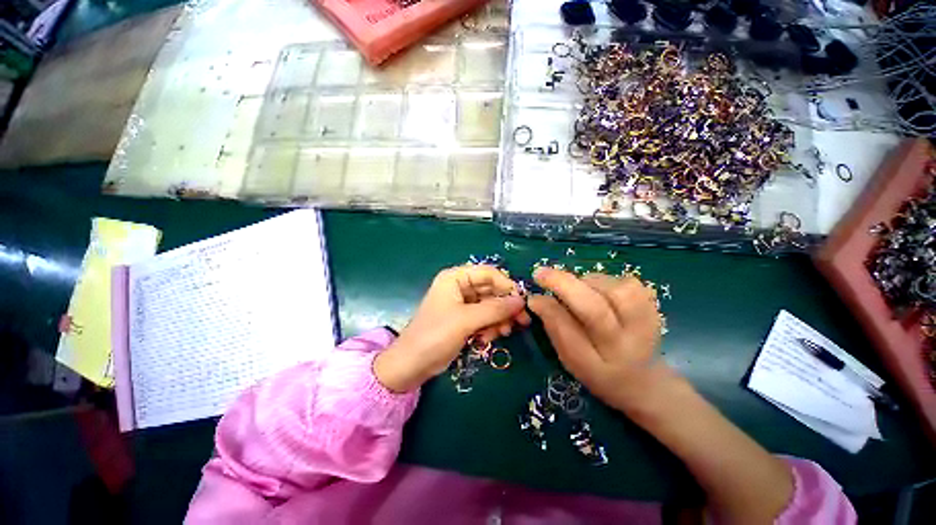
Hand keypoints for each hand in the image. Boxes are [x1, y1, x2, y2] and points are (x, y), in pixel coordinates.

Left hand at [374, 265, 530, 391]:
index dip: (506, 285)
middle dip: (505, 306)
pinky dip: (490, 327)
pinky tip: (487, 339)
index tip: (522, 302)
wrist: (412, 365)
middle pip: (491, 290)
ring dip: (499, 319)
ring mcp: (462, 304)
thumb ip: (495, 309)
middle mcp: (460, 287)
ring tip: (502, 333)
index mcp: (456, 278)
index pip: (488, 273)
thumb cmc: (435, 335)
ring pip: (490, 305)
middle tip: (522, 322)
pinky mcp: (464, 319)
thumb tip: (521, 300)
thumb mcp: (466, 320)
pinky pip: (484, 318)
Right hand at [527, 267, 666, 411]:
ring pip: (612, 290)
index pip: (571, 334)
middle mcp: (625, 345)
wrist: (643, 379)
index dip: (550, 310)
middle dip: (564, 286)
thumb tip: (536, 299)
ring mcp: (646, 323)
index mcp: (598, 364)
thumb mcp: (570, 357)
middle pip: (596, 309)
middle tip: (542, 274)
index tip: (533, 295)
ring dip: (585, 282)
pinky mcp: (653, 306)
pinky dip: (604, 281)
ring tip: (578, 291)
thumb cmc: (598, 370)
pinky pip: (625, 282)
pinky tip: (599, 292)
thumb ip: (554, 327)